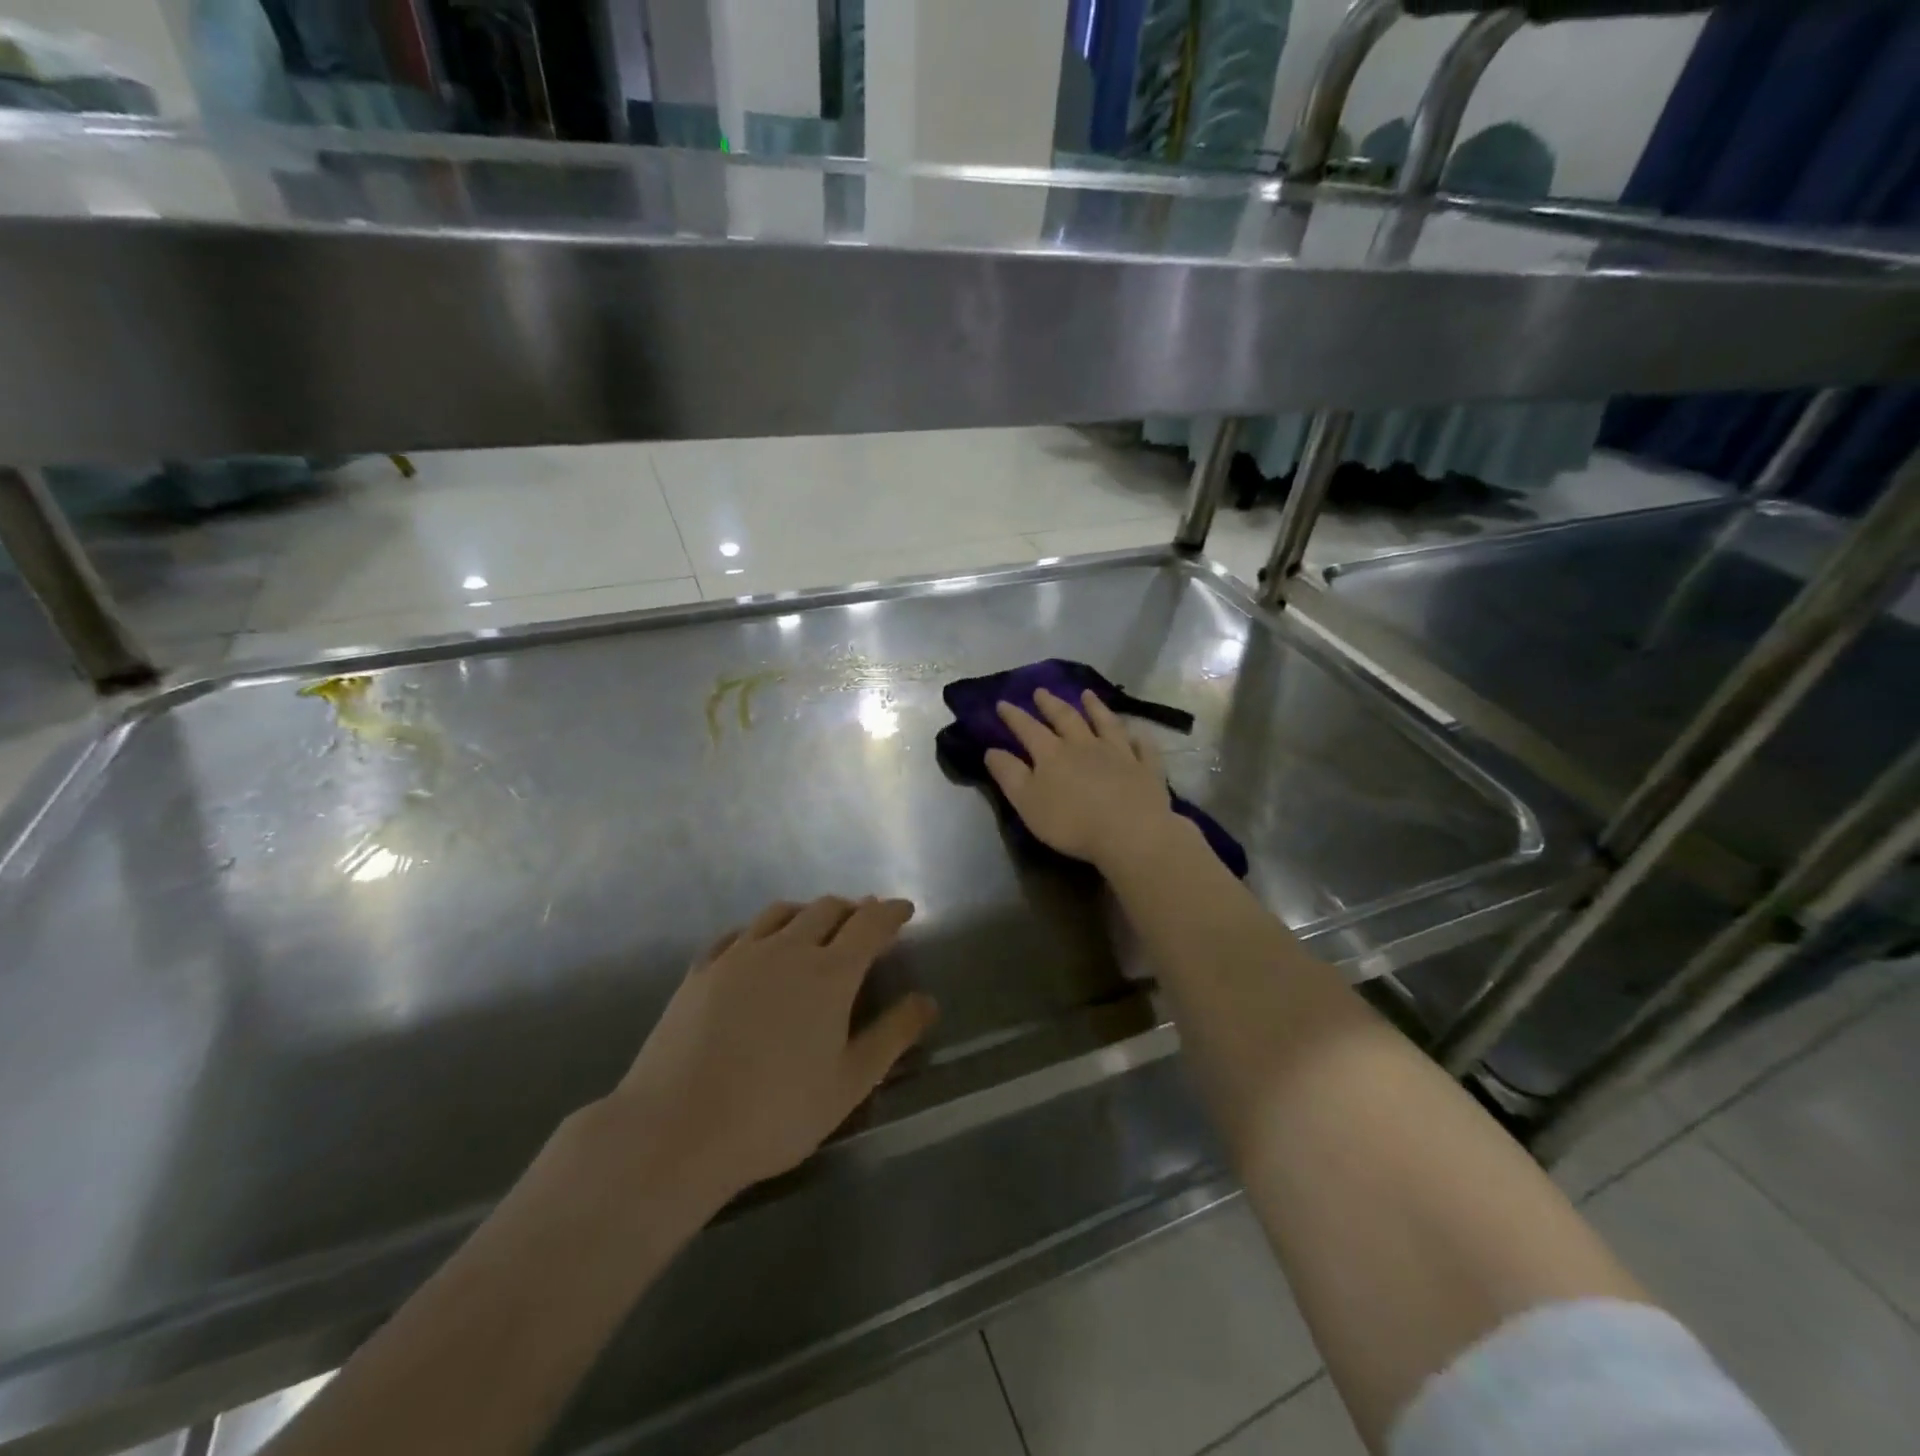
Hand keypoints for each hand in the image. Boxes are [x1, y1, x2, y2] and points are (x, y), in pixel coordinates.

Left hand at [601, 897, 936, 1209]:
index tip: (904, 910)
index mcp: (830, 972)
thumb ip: (892, 1036)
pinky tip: (758, 945)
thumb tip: (927, 1001)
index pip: (870, 924)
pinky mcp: (702, 970)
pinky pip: (739, 933)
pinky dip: (762, 930)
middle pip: (827, 909)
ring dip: (808, 912)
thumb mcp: (849, 1083)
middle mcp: (787, 949)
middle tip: (864, 922)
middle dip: (852, 909)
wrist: (676, 1129)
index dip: (891, 913)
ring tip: (816, 926)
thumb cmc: (775, 1113)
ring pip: (781, 913)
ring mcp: (739, 955)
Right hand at [984, 688, 1182, 868]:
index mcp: (1052, 754)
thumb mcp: (1027, 802)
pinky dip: (1138, 737)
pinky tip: (1137, 732)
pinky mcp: (1145, 768)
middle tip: (1041, 691)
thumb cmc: (1071, 822)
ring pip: (1106, 723)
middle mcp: (1084, 745)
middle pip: (1066, 718)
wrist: (1130, 833)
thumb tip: (991, 750)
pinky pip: (1142, 747)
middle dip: (1051, 703)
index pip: (1028, 729)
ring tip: (1087, 694)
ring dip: (1095, 707)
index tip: (1003, 702)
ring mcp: (1119, 753)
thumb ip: (1009, 774)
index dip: (1014, 716)